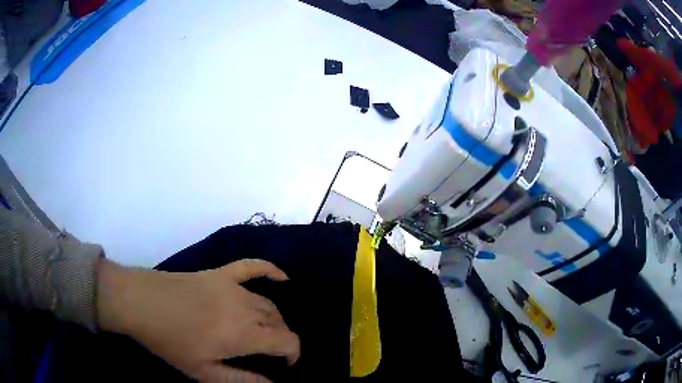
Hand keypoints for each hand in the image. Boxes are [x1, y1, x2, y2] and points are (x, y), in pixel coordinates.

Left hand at [97, 259, 299, 381]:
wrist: (140, 302)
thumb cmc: (170, 341)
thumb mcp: (204, 372)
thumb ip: (242, 380)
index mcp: (244, 334)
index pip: (288, 341)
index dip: (293, 354)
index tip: (284, 365)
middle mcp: (245, 307)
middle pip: (279, 322)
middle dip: (281, 339)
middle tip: (267, 353)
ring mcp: (232, 286)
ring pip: (268, 303)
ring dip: (274, 319)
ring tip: (264, 332)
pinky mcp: (220, 273)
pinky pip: (252, 266)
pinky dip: (270, 270)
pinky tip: (283, 277)